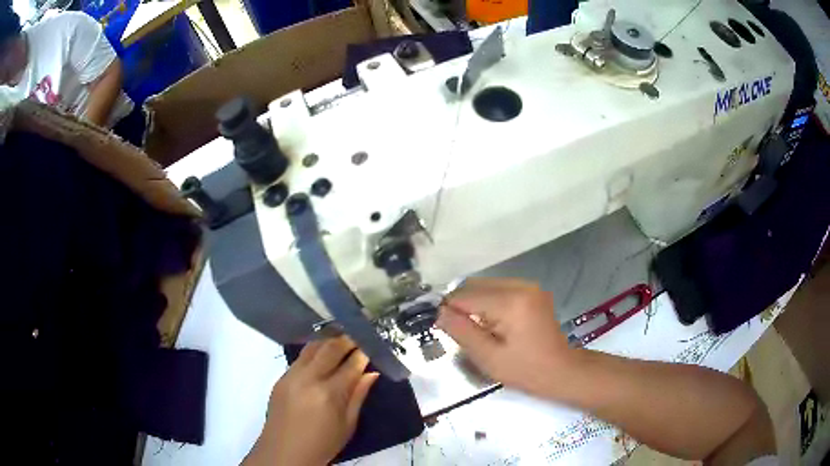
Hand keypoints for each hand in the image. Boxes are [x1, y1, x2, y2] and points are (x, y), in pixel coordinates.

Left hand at [244, 336, 379, 465]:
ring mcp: (291, 376)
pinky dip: (314, 351)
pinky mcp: (281, 378)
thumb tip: (371, 373)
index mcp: (329, 394)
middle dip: (347, 339)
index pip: (351, 365)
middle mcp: (309, 378)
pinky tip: (322, 353)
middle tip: (359, 336)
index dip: (363, 354)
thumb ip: (359, 396)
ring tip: (341, 338)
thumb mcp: (347, 425)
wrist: (284, 453)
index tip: (372, 346)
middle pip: (330, 348)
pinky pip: (300, 358)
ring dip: (328, 340)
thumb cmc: (322, 444)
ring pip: (312, 347)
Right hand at [436, 278, 576, 396]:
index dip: (449, 310)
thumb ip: (461, 331)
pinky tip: (493, 323)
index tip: (445, 329)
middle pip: (475, 285)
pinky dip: (489, 302)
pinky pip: (500, 288)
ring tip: (477, 329)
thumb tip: (440, 312)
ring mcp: (529, 286)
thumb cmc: (525, 370)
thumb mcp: (488, 357)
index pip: (465, 295)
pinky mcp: (533, 291)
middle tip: (460, 331)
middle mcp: (520, 285)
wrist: (561, 371)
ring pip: (486, 285)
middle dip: (462, 305)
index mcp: (510, 302)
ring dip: (475, 303)